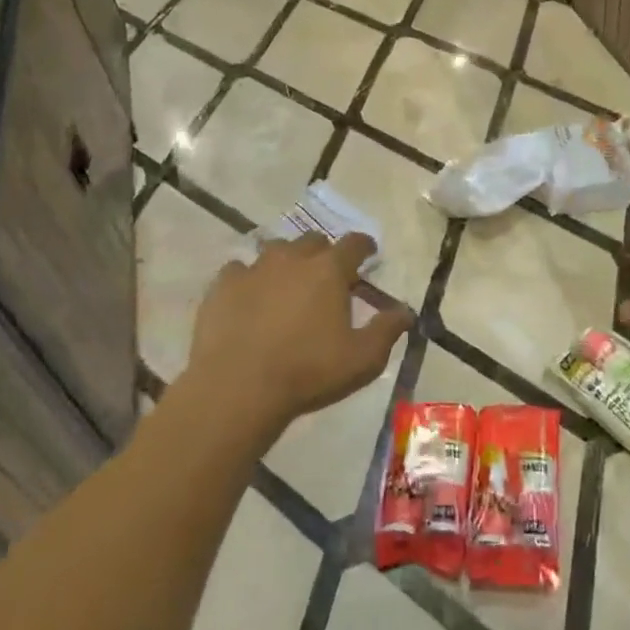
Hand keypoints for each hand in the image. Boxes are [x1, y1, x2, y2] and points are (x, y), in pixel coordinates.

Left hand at [187, 234, 412, 431]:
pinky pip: (239, 270)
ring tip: (287, 285)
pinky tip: (249, 298)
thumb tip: (406, 311)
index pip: (354, 243)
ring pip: (275, 250)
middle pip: (314, 241)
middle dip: (324, 254)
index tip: (368, 254)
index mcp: (330, 270)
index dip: (364, 246)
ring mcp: (254, 268)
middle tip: (327, 278)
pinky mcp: (223, 286)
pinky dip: (248, 279)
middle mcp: (293, 258)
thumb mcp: (362, 359)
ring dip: (287, 261)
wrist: (237, 388)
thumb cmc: (308, 371)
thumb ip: (388, 330)